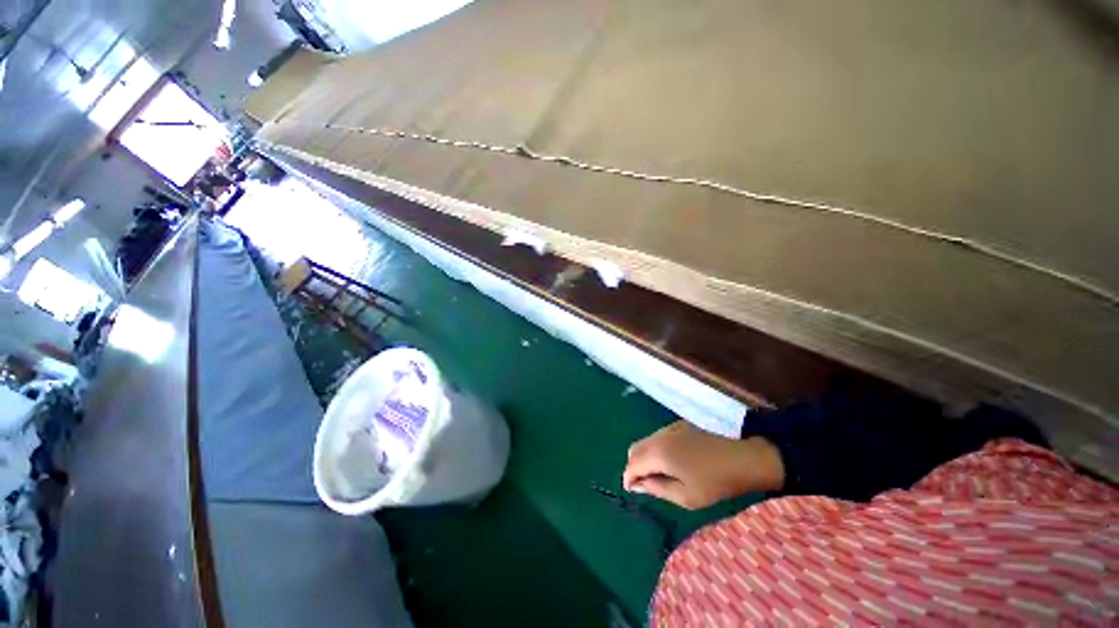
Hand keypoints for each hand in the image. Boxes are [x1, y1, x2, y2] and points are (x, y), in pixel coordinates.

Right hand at [623, 421, 783, 509]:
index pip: (632, 464)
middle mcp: (659, 437)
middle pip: (634, 449)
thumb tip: (636, 485)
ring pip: (645, 441)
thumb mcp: (685, 496)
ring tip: (656, 474)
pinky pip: (657, 436)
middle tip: (643, 484)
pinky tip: (669, 461)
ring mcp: (668, 428)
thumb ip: (656, 488)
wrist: (741, 460)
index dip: (628, 478)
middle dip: (633, 466)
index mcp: (659, 454)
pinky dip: (654, 449)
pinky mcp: (678, 425)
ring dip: (644, 456)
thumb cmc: (714, 483)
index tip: (631, 490)